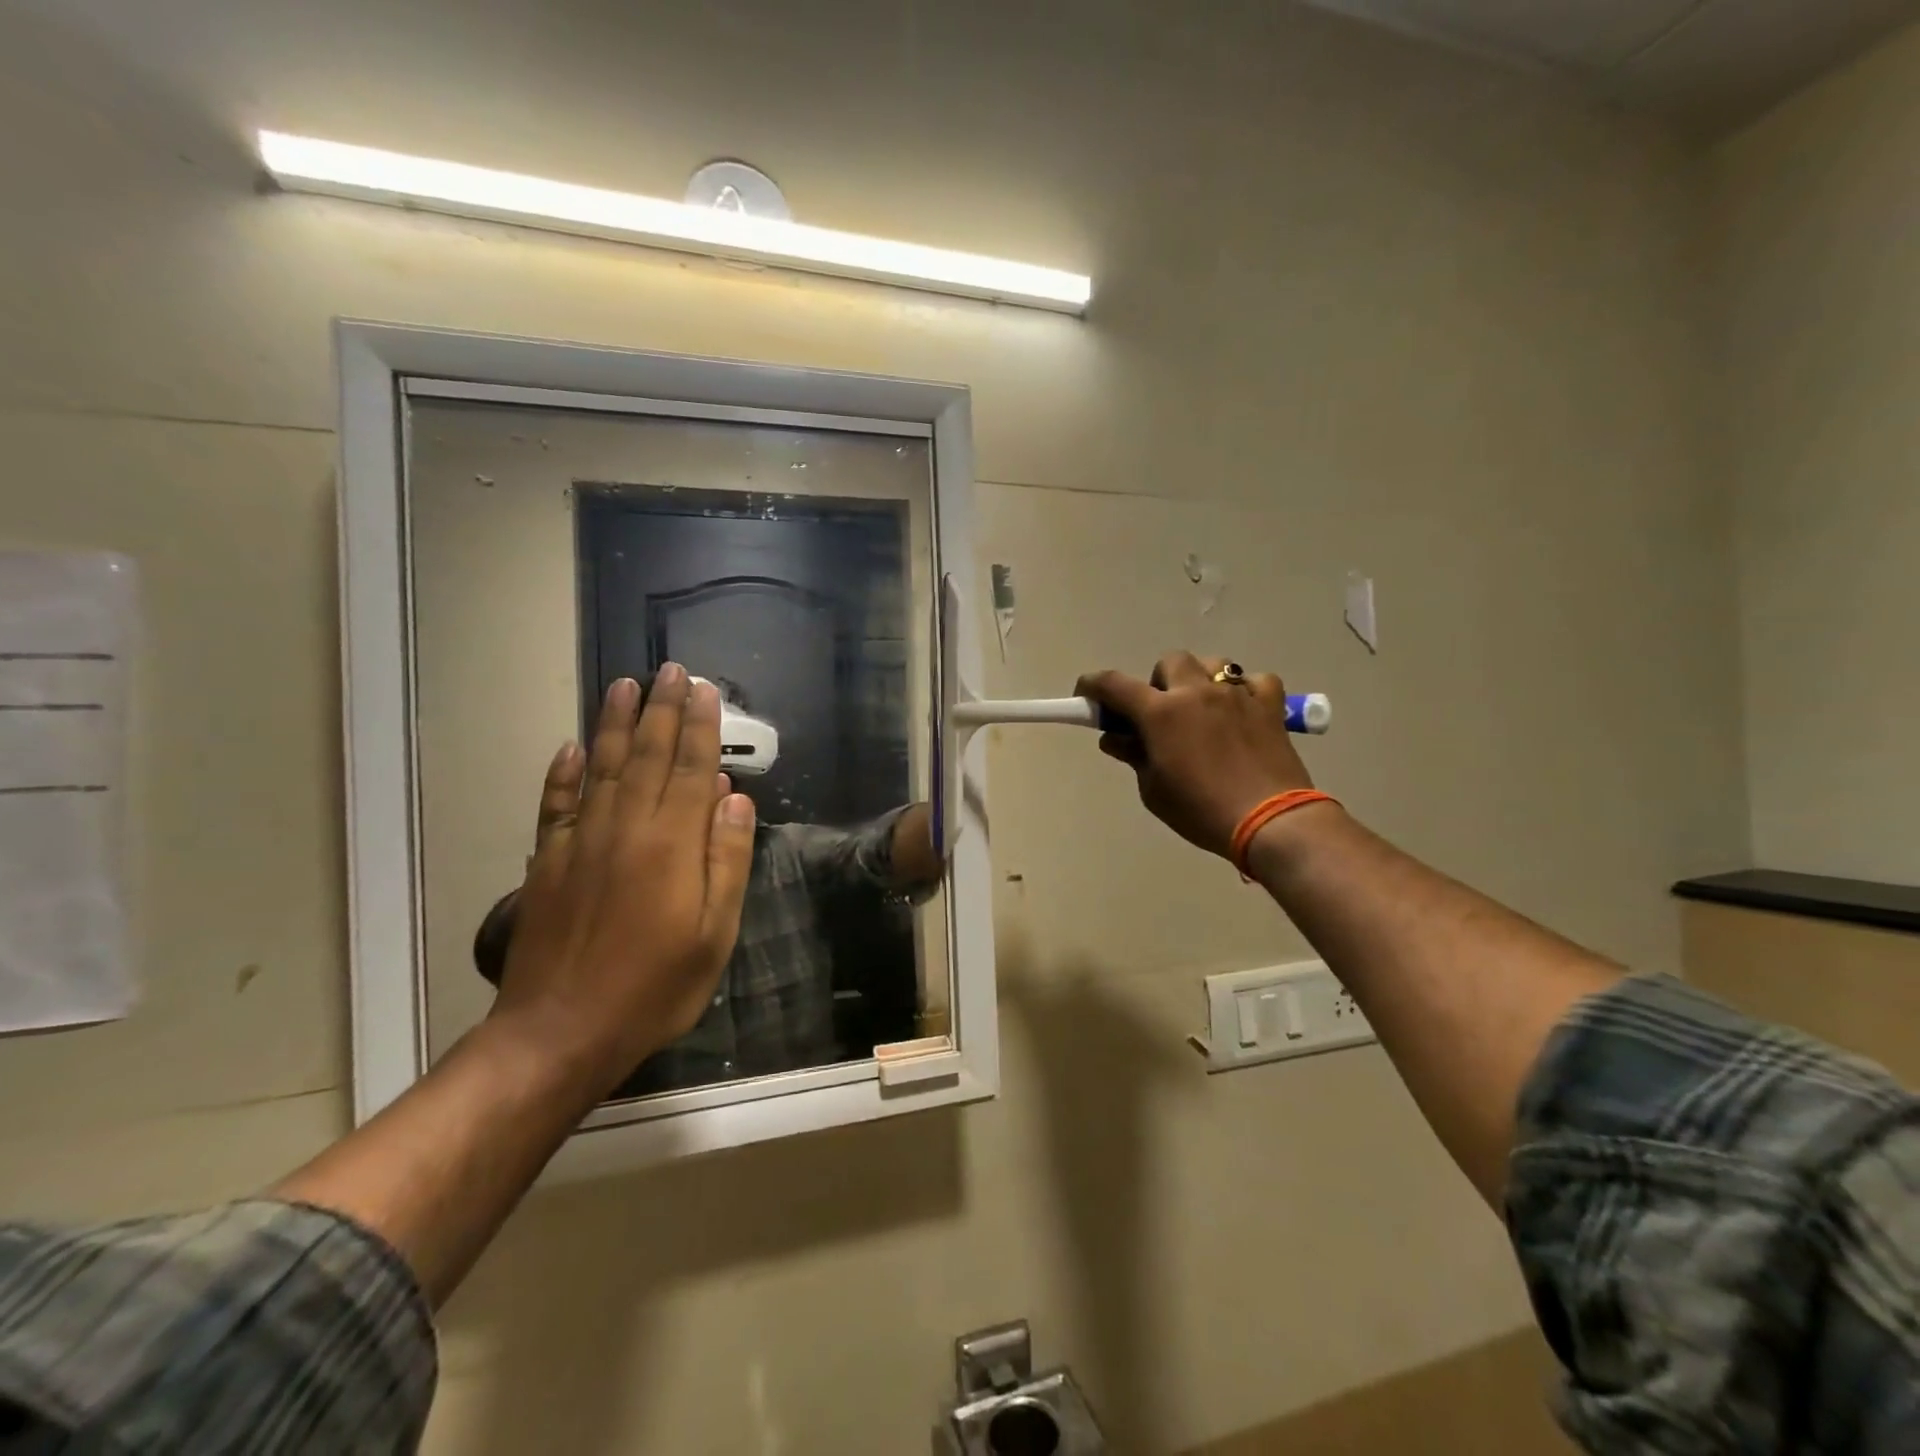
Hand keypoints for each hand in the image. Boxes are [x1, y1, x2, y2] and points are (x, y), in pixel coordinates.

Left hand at [490, 666, 756, 1093]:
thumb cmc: (654, 987)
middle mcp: (625, 828)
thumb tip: (733, 799)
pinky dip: (563, 773)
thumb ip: (726, 861)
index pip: (691, 768)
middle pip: (647, 755)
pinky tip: (571, 748)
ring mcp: (580, 842)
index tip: (704, 689)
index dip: (701, 726)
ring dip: (615, 724)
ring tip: (624, 685)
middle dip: (662, 709)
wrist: (561, 1031)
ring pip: (601, 767)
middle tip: (669, 670)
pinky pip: (556, 804)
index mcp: (671, 844)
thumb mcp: (714, 933)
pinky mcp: (547, 862)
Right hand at [1077, 653, 1314, 859]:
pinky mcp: (1270, 705)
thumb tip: (1114, 738)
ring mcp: (1236, 694)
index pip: (1114, 684)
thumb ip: (1134, 756)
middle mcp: (1196, 692)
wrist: (1270, 821)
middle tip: (1159, 714)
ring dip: (1199, 679)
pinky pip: (1256, 681)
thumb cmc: (1201, 810)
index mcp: (1160, 713)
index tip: (1086, 694)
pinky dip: (1245, 691)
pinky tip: (1242, 712)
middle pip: (1169, 662)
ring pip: (1212, 663)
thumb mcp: (1154, 790)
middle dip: (1158, 682)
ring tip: (1202, 710)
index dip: (1094, 685)